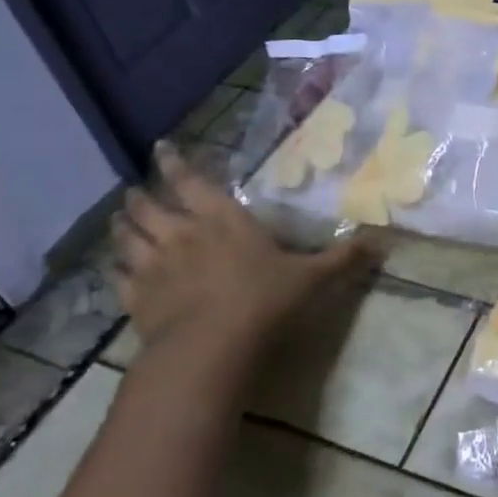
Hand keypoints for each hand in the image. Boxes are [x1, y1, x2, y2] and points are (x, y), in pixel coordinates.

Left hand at [110, 143, 372, 373]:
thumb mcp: (312, 278)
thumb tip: (383, 240)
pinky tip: (115, 270)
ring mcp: (153, 267)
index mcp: (222, 219)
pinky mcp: (136, 300)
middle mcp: (182, 234)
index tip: (160, 148)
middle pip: (149, 206)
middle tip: (135, 191)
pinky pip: (118, 278)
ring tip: (118, 219)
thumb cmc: (264, 301)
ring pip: (127, 237)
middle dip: (142, 195)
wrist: (211, 348)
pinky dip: (115, 270)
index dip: (174, 162)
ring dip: (121, 226)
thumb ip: (343, 258)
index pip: (191, 181)